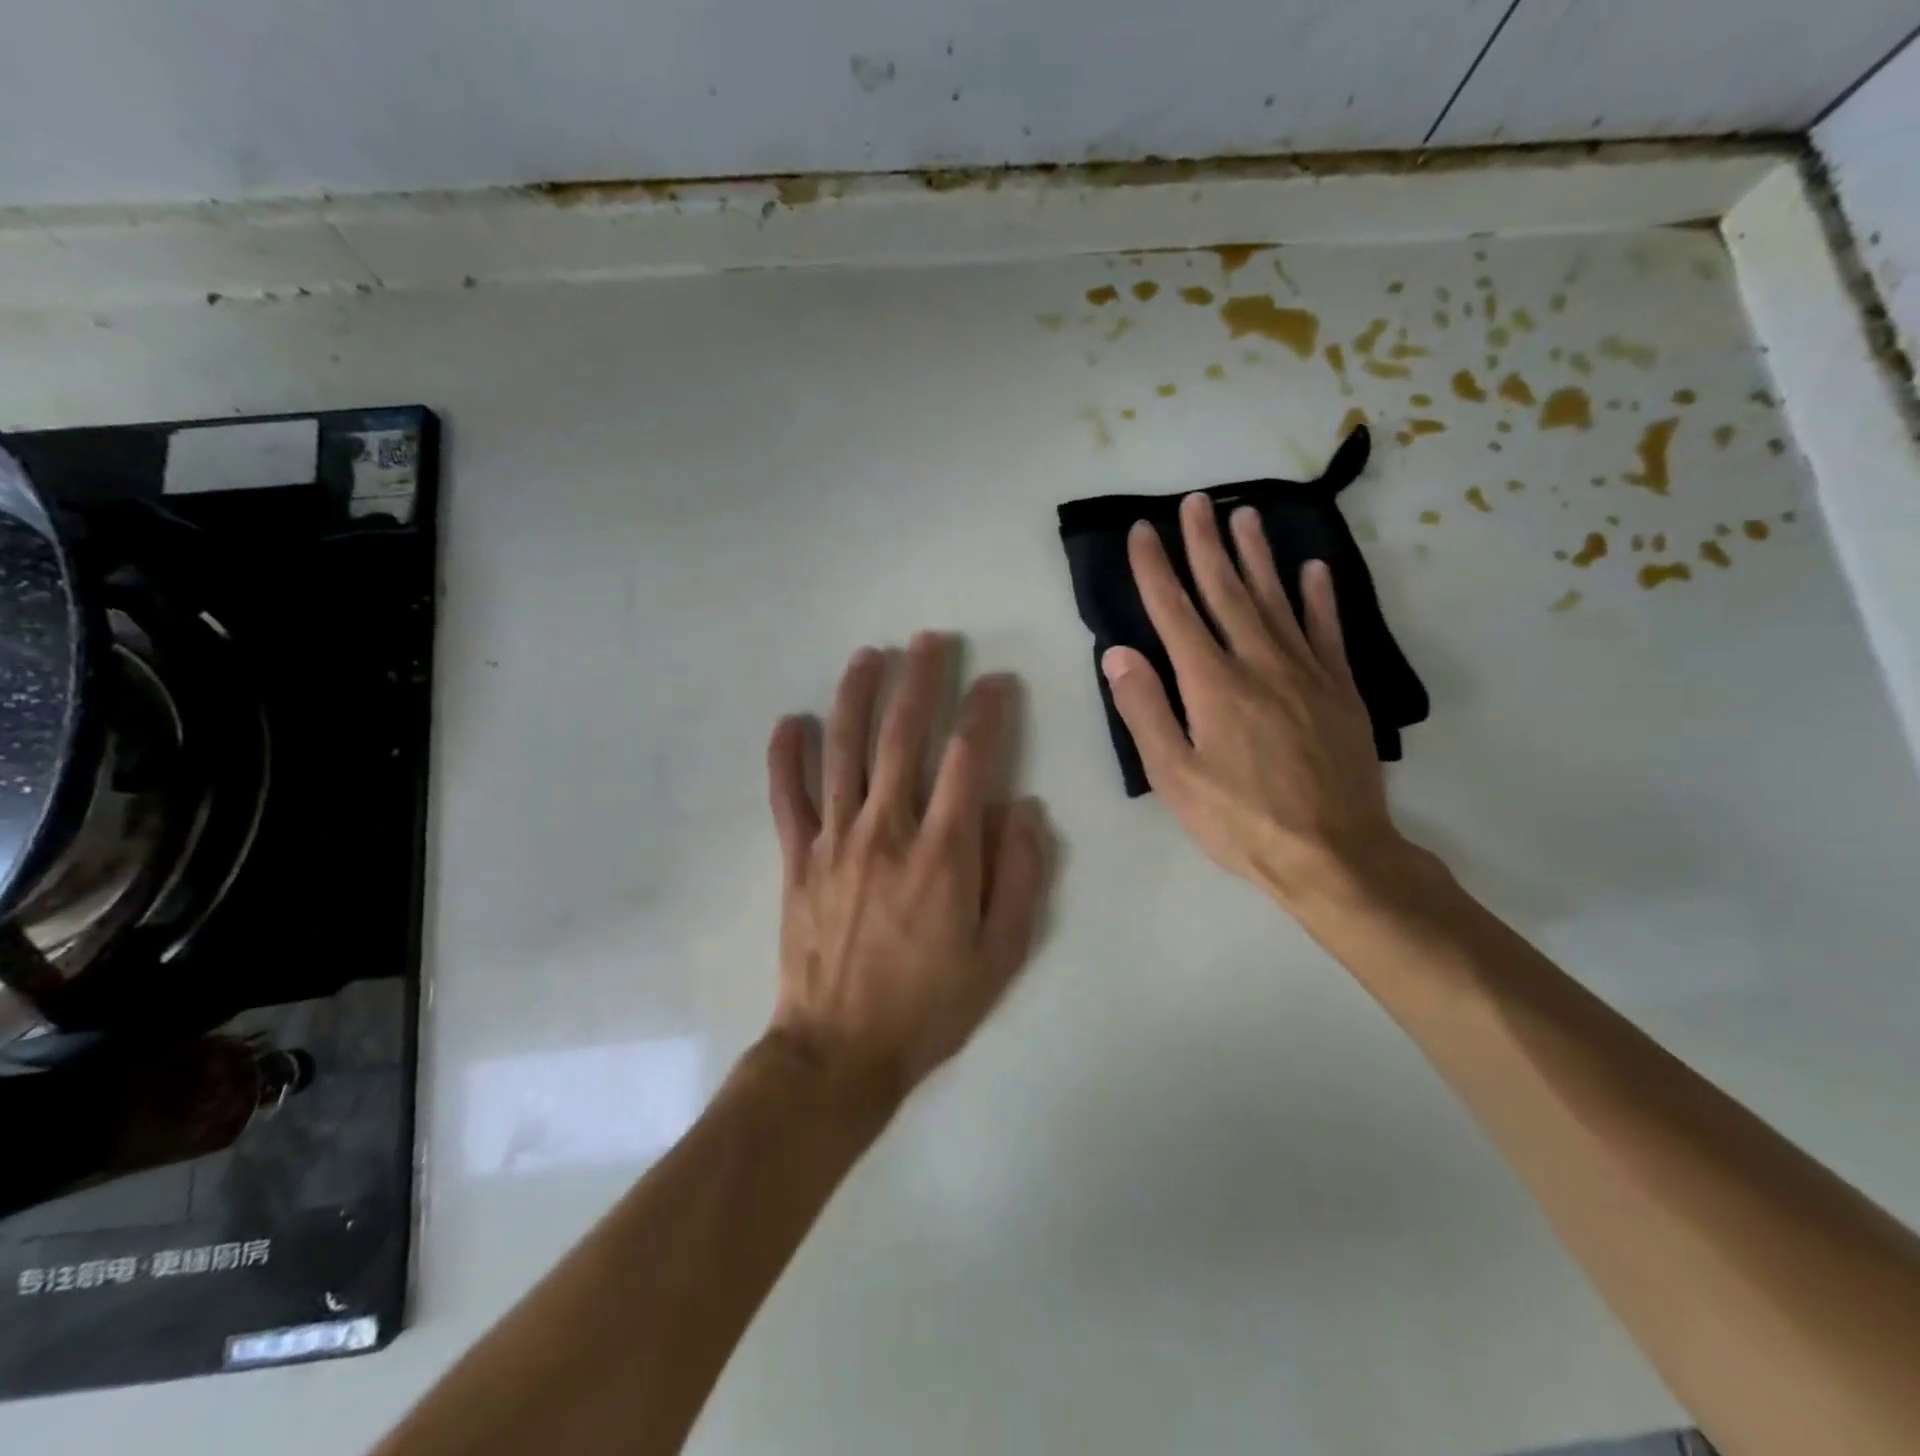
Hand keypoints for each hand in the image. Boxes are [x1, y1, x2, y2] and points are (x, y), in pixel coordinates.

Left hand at [765, 635, 1050, 1103]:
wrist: (841, 1051)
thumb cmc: (931, 1004)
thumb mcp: (1001, 953)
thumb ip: (1020, 876)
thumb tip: (1023, 809)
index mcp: (943, 852)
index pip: (970, 758)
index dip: (986, 711)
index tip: (996, 682)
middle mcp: (887, 830)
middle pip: (902, 736)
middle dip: (920, 680)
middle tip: (930, 640)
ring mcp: (834, 840)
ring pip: (842, 750)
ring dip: (856, 696)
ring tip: (869, 655)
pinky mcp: (796, 859)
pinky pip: (787, 796)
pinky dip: (786, 755)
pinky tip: (790, 720)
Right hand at [1102, 495, 1414, 911]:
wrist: (1335, 854)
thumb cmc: (1241, 821)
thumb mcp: (1175, 777)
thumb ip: (1145, 711)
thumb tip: (1119, 653)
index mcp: (1212, 684)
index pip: (1175, 612)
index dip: (1156, 569)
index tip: (1143, 531)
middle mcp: (1259, 663)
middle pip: (1227, 591)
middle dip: (1205, 544)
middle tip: (1195, 501)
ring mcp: (1307, 672)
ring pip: (1277, 599)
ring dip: (1257, 555)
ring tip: (1245, 514)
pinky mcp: (1341, 690)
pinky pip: (1328, 631)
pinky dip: (1319, 597)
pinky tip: (1313, 569)